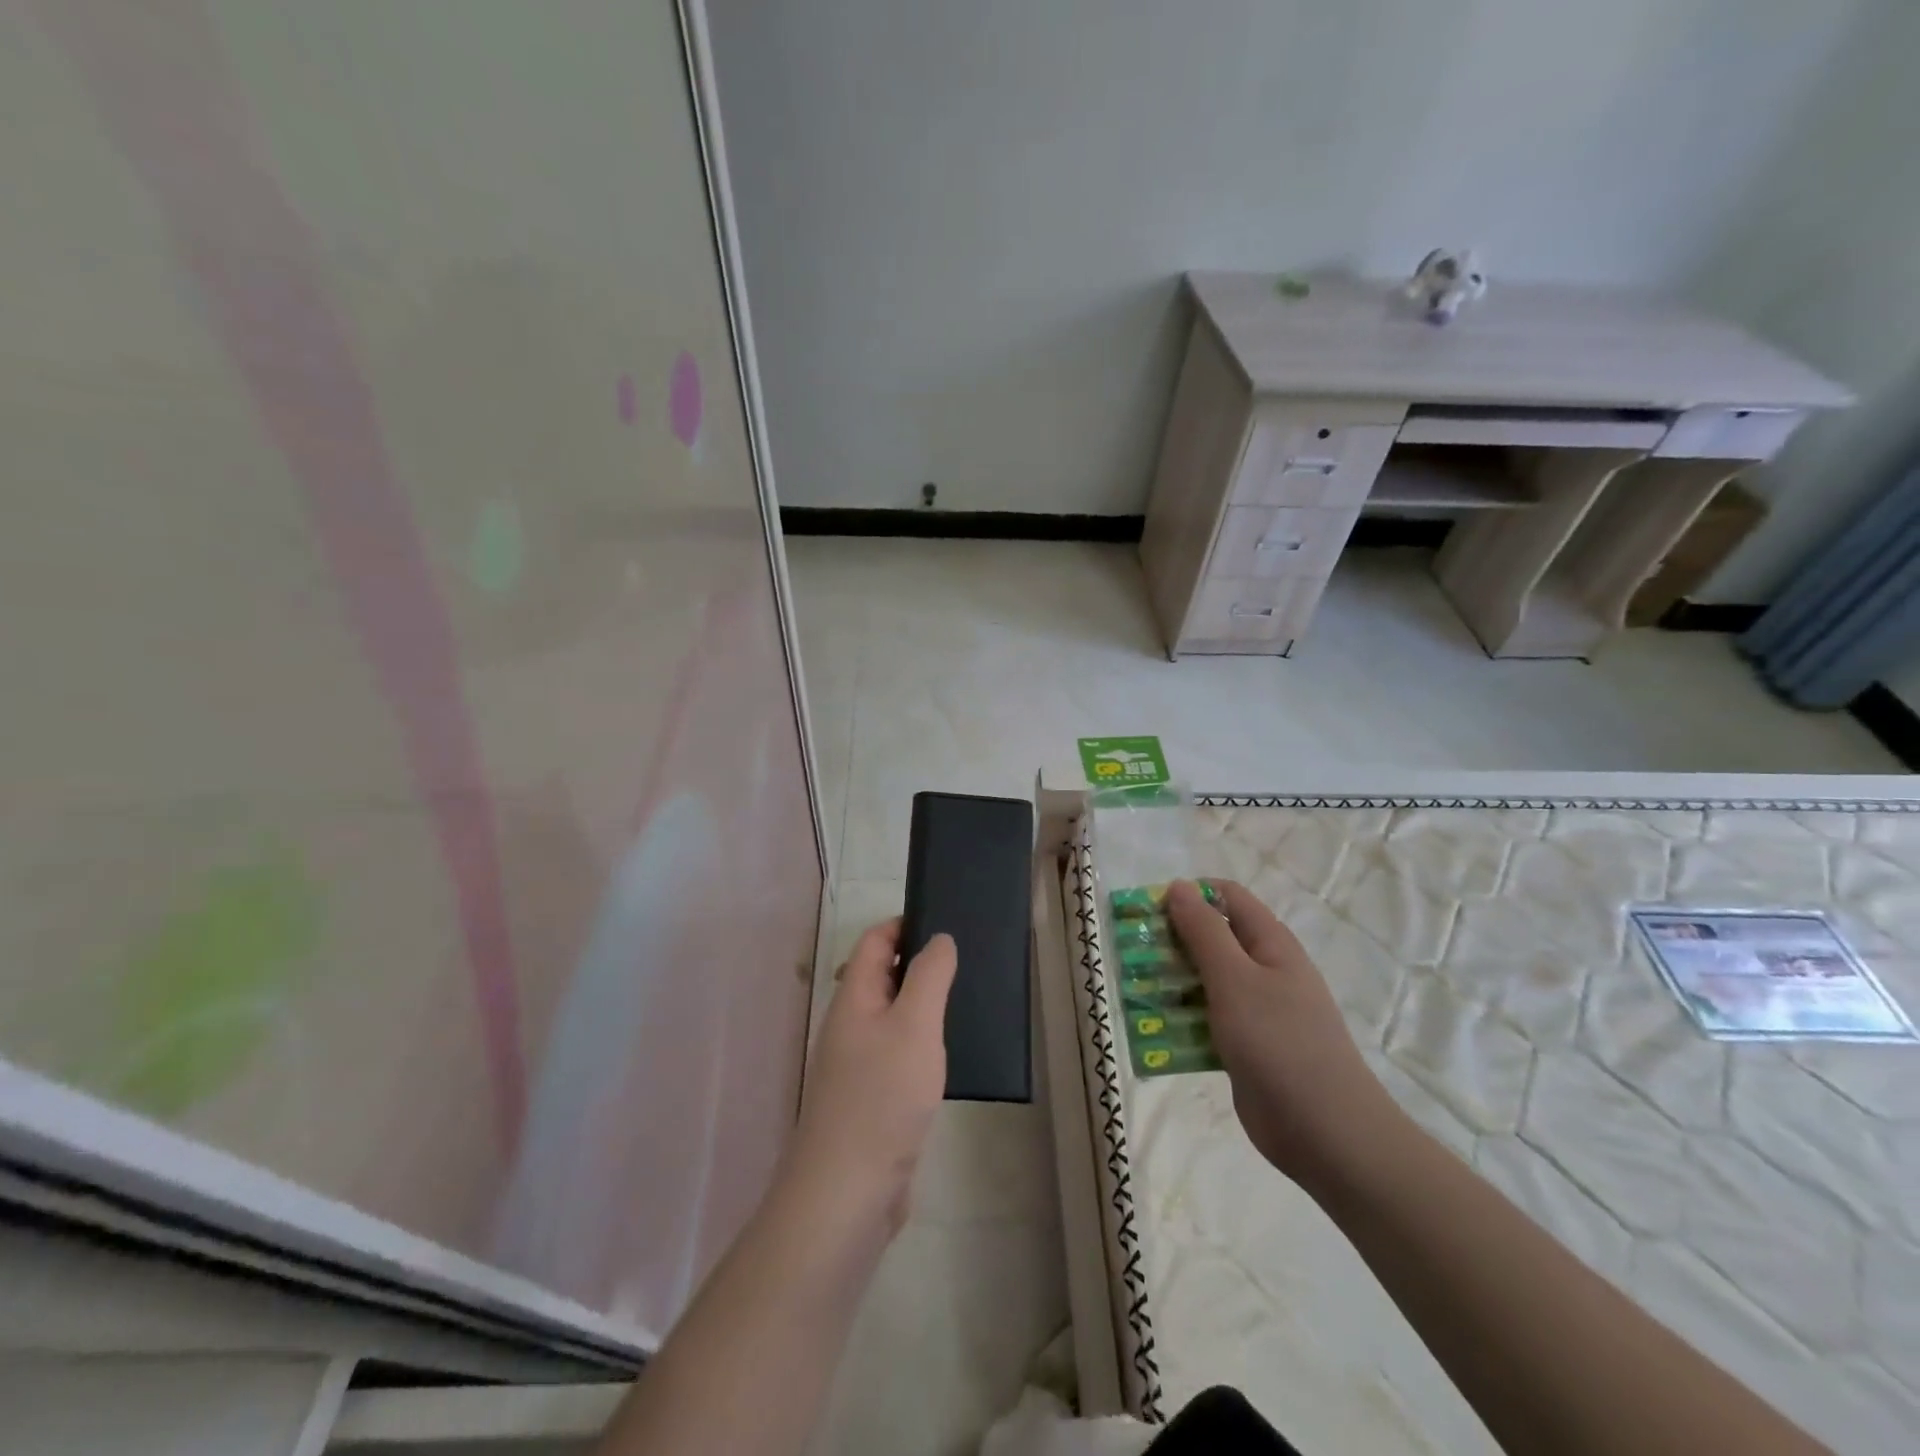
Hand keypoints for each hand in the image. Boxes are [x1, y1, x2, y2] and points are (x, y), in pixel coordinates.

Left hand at [780, 918, 955, 1238]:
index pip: (874, 943)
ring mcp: (858, 1066)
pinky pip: (899, 1055)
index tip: (945, 922)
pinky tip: (949, 1056)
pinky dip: (922, 1044)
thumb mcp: (915, 1025)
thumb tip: (938, 938)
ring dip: (923, 1005)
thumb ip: (929, 976)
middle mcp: (850, 1026)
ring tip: (966, 1002)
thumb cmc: (881, 1098)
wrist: (847, 1194)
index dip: (904, 925)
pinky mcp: (872, 1101)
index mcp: (853, 999)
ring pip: (892, 1018)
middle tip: (965, 962)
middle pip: (882, 978)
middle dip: (919, 964)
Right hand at [1167, 879, 1400, 1189]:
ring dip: (1171, 982)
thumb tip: (1179, 886)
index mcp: (1270, 943)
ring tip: (1136, 991)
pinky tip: (1154, 1032)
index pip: (1227, 897)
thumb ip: (1204, 931)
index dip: (1189, 895)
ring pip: (1205, 981)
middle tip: (1133, 955)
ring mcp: (1256, 1010)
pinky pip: (1207, 1020)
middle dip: (1171, 941)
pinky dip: (1182, 1020)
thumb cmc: (1279, 1042)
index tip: (1150, 911)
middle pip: (1212, 938)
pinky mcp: (1245, 1046)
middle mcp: (1264, 970)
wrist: (1326, 1133)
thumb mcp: (1235, 978)